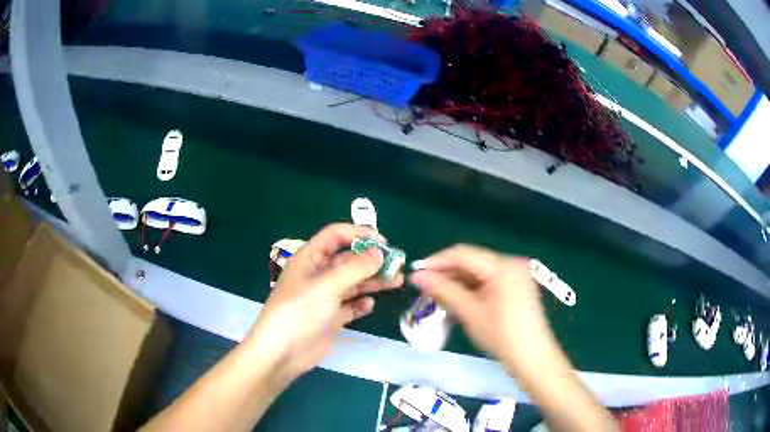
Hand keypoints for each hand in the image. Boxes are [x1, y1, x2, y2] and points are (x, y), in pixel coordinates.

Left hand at [246, 224, 403, 385]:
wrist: (283, 352)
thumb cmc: (300, 311)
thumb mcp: (327, 286)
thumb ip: (355, 268)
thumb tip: (379, 253)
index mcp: (310, 258)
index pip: (336, 236)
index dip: (358, 234)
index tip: (383, 242)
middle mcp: (318, 274)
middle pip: (348, 260)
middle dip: (371, 261)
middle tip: (397, 265)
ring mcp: (325, 297)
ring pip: (353, 283)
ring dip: (372, 281)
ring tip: (396, 282)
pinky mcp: (331, 317)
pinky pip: (350, 305)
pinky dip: (361, 303)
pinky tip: (369, 305)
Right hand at [409, 245, 557, 378]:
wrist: (533, 358)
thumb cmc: (502, 336)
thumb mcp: (470, 312)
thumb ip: (443, 290)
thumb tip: (417, 276)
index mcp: (503, 265)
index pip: (463, 254)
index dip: (437, 262)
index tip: (416, 273)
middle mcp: (511, 264)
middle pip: (472, 262)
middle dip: (447, 273)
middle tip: (424, 287)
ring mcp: (516, 275)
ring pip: (479, 272)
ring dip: (458, 282)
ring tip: (437, 296)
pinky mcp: (517, 287)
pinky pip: (489, 282)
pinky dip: (472, 289)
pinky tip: (457, 300)